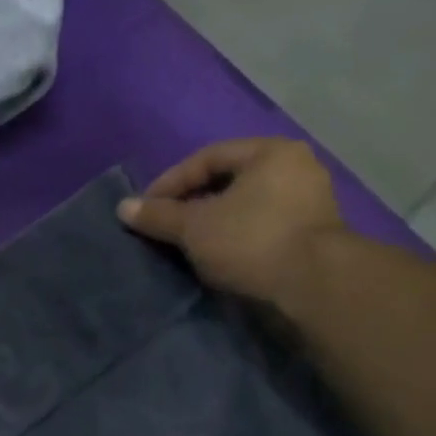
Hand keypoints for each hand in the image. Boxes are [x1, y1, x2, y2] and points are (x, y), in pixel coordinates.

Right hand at [117, 139, 348, 303]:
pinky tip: (215, 254)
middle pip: (228, 180)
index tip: (145, 209)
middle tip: (164, 225)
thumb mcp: (194, 227)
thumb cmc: (250, 240)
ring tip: (185, 242)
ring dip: (212, 221)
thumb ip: (158, 215)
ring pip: (244, 204)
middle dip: (191, 202)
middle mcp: (295, 166)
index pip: (207, 158)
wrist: (313, 283)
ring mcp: (308, 200)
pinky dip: (234, 235)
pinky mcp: (311, 232)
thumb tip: (122, 207)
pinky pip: (260, 224)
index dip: (170, 182)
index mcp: (270, 152)